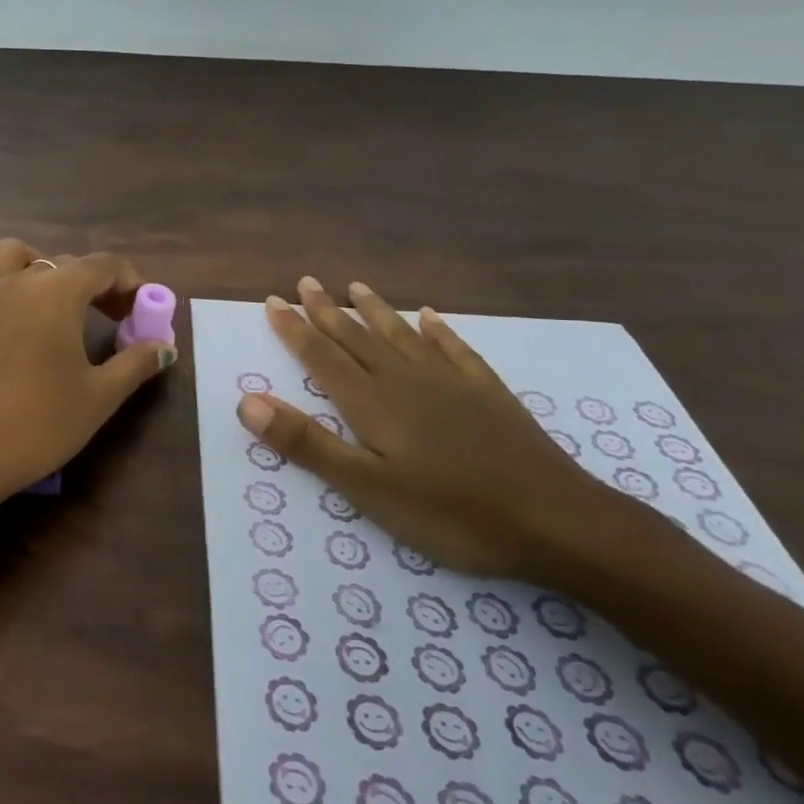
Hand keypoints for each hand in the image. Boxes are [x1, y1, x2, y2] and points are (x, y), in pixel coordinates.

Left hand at [0, 239, 175, 521]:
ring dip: (35, 263)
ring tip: (49, 293)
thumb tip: (164, 347)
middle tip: (110, 317)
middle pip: (61, 262)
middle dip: (92, 283)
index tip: (139, 311)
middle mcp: (15, 280)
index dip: (129, 282)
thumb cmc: (37, 425)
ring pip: (6, 255)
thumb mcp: (99, 397)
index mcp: (57, 293)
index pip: (102, 266)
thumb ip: (135, 364)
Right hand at [235, 277, 638, 580]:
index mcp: (372, 403)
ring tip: (355, 286)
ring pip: (401, 335)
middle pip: (357, 338)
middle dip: (327, 311)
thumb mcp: (367, 488)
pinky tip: (430, 316)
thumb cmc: (451, 513)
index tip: (273, 301)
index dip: (295, 329)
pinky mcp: (488, 394)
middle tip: (305, 282)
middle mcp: (405, 380)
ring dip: (375, 310)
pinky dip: (438, 330)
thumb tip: (247, 401)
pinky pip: (454, 349)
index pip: (322, 356)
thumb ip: (307, 443)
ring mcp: (451, 383)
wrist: (556, 521)